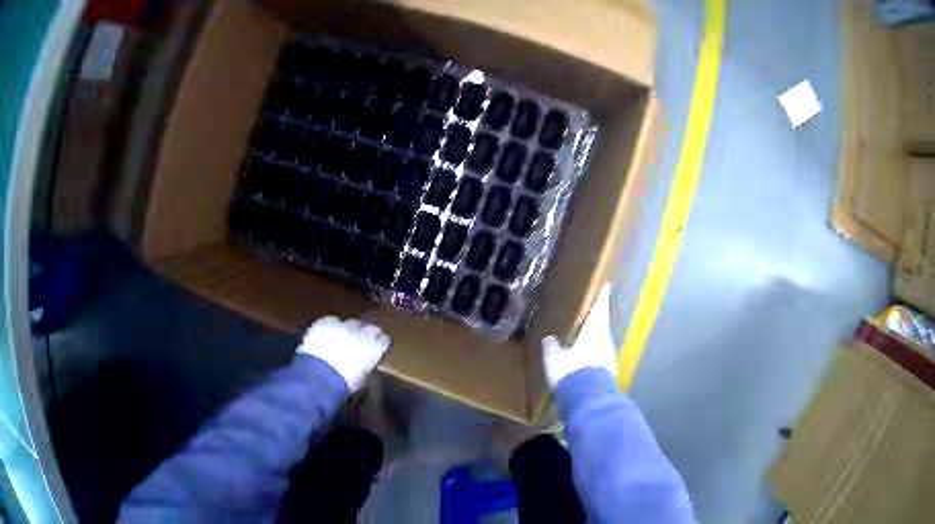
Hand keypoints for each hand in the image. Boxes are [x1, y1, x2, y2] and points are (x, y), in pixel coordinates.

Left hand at [297, 316, 389, 391]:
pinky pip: (332, 320)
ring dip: (349, 329)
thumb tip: (364, 362)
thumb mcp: (362, 378)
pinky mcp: (326, 322)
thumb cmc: (344, 384)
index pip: (383, 340)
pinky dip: (331, 326)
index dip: (379, 344)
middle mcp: (362, 333)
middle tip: (359, 342)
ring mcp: (344, 325)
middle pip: (369, 328)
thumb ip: (367, 364)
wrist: (320, 376)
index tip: (376, 348)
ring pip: (351, 322)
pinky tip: (326, 333)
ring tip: (341, 338)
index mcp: (374, 349)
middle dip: (366, 333)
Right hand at [542, 283, 615, 387]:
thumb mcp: (555, 359)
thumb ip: (552, 348)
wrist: (588, 399)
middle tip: (589, 313)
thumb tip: (549, 339)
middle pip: (601, 325)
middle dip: (596, 319)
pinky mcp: (607, 372)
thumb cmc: (572, 370)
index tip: (606, 286)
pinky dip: (593, 355)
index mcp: (594, 330)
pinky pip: (599, 357)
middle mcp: (605, 341)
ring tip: (583, 336)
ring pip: (601, 341)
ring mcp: (608, 357)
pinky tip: (584, 359)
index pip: (599, 309)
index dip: (602, 297)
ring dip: (594, 338)